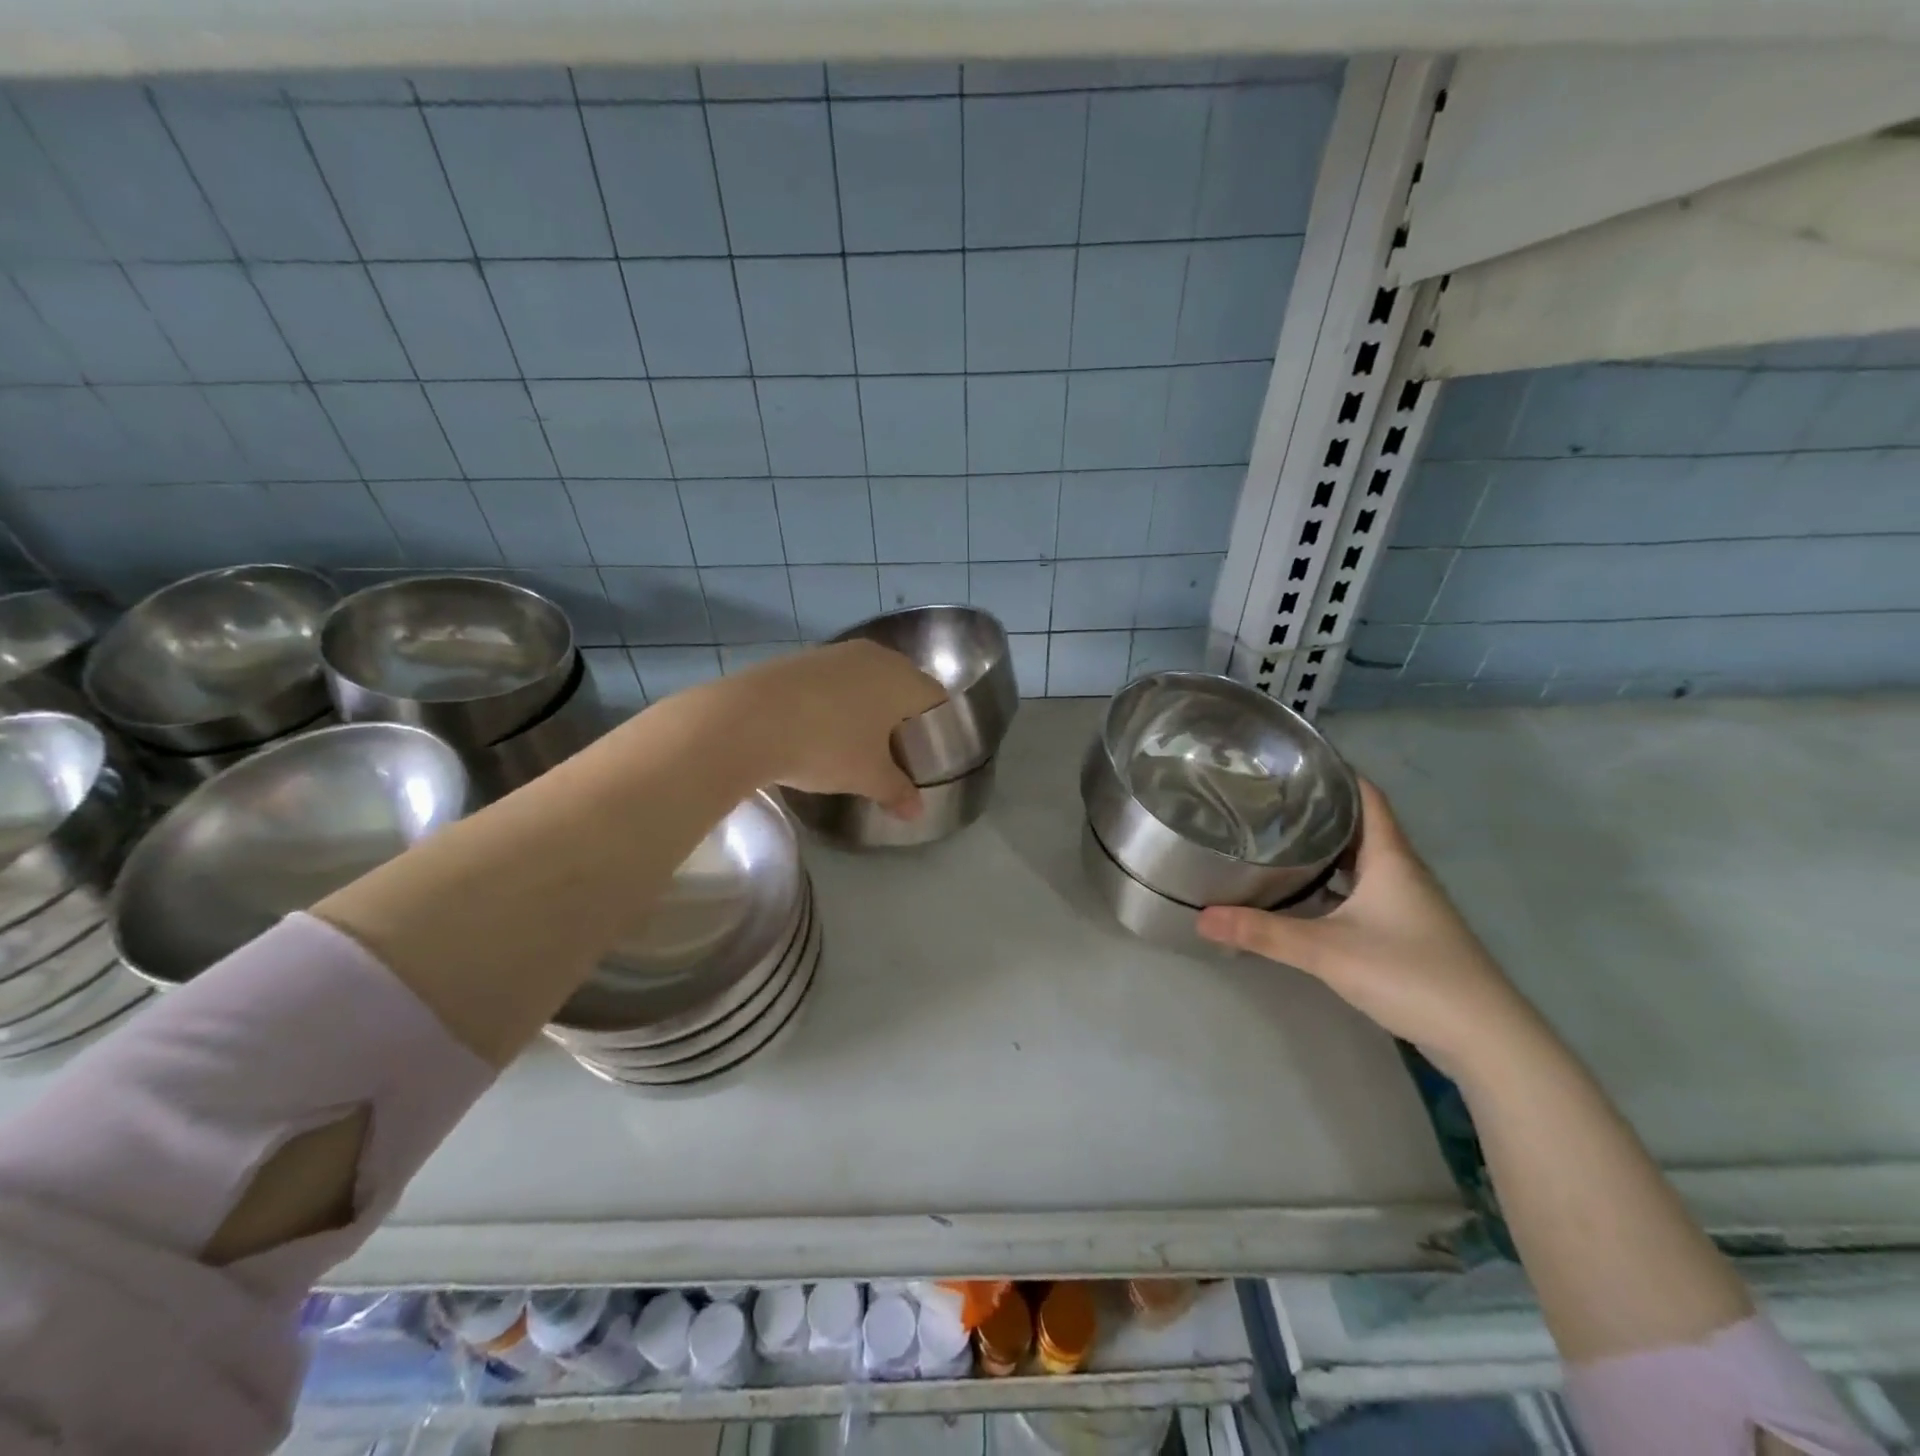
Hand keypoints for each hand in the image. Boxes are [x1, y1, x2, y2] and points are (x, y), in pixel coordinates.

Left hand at [727, 640, 946, 815]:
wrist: (746, 721)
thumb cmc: (825, 745)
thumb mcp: (867, 776)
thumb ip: (897, 791)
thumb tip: (916, 812)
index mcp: (902, 678)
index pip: (936, 698)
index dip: (938, 726)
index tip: (928, 753)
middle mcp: (874, 656)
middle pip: (902, 685)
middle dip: (902, 716)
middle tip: (896, 750)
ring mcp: (835, 653)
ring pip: (866, 680)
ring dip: (867, 706)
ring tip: (857, 741)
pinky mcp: (800, 659)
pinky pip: (833, 681)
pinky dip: (835, 701)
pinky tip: (821, 728)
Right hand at [1196, 779, 1531, 1069]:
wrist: (1485, 1038)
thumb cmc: (1410, 973)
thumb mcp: (1327, 950)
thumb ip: (1263, 932)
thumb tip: (1202, 918)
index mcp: (1391, 859)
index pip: (1367, 796)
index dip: (1337, 773)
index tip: (1295, 761)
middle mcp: (1403, 872)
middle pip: (1362, 826)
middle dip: (1320, 810)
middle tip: (1270, 801)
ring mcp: (1409, 904)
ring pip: (1363, 861)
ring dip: (1328, 849)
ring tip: (1279, 840)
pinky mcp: (1408, 932)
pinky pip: (1366, 890)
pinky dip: (1336, 884)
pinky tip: (1308, 896)